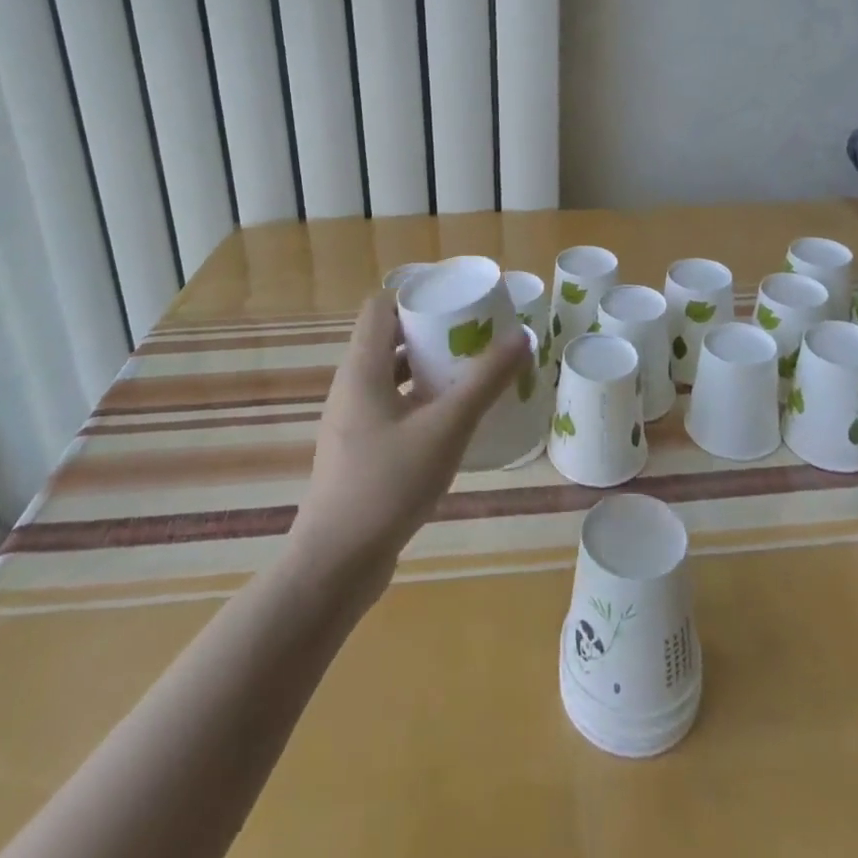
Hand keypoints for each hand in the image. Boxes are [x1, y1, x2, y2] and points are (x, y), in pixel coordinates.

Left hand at [288, 292, 526, 595]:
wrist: (337, 563)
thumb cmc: (388, 484)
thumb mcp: (447, 427)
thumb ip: (485, 381)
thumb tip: (521, 335)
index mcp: (362, 368)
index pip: (381, 305)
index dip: (417, 294)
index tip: (457, 300)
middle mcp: (352, 385)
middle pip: (389, 337)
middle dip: (431, 330)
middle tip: (475, 333)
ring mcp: (353, 420)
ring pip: (392, 374)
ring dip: (428, 366)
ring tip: (471, 370)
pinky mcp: (359, 449)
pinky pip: (392, 405)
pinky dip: (421, 399)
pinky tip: (453, 418)